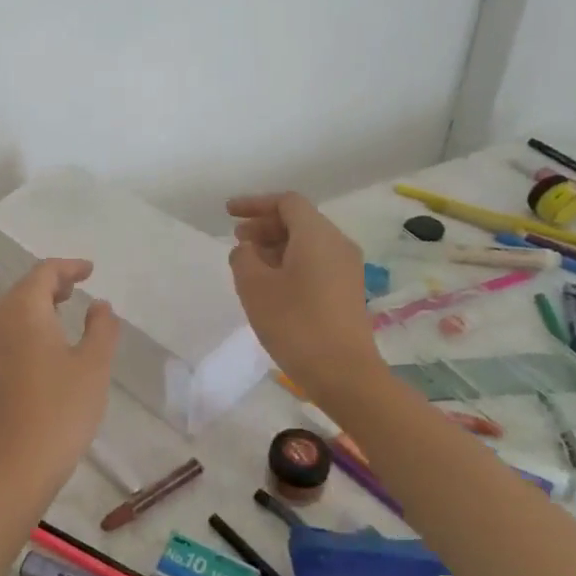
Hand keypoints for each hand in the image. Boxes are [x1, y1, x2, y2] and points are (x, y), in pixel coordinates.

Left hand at [0, 259, 119, 506]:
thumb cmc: (60, 412)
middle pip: (22, 291)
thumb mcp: (94, 367)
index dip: (68, 267)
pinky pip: (2, 339)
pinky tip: (40, 352)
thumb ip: (101, 329)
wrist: (10, 470)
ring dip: (35, 308)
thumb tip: (99, 305)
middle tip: (75, 288)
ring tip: (60, 314)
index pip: (43, 274)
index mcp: (22, 312)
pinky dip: (23, 332)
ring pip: (9, 315)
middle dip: (50, 284)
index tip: (89, 270)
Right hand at [228, 192, 383, 399]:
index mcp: (317, 235)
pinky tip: (270, 284)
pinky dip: (290, 262)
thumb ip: (243, 257)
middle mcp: (337, 244)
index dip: (255, 203)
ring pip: (307, 242)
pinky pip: (315, 262)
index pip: (286, 202)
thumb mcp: (254, 286)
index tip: (228, 213)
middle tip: (236, 240)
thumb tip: (247, 248)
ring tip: (248, 263)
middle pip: (298, 220)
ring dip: (275, 245)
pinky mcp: (347, 290)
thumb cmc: (294, 323)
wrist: (343, 373)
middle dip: (264, 225)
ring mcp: (346, 268)